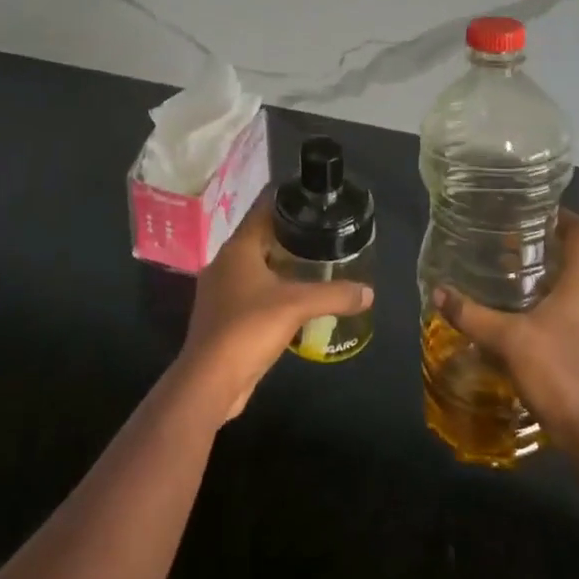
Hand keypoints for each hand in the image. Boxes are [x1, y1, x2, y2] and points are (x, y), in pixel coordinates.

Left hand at [178, 200, 373, 424]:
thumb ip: (335, 295)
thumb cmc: (248, 328)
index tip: (312, 198)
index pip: (262, 209)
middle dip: (288, 234)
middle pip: (259, 237)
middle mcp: (224, 263)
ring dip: (280, 264)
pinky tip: (294, 299)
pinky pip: (251, 292)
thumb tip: (369, 292)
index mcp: (237, 248)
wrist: (209, 381)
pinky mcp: (222, 317)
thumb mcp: (297, 305)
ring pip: (255, 266)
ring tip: (313, 263)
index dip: (286, 200)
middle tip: (322, 231)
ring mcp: (220, 291)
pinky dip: (271, 290)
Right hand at [432, 210, 578, 459]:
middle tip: (507, 250)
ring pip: (576, 289)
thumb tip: (438, 291)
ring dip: (548, 282)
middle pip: (577, 260)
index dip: (562, 216)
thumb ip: (472, 314)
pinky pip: (578, 315)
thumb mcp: (508, 340)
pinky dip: (554, 308)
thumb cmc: (559, 374)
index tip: (533, 213)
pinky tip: (525, 325)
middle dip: (544, 251)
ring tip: (510, 286)